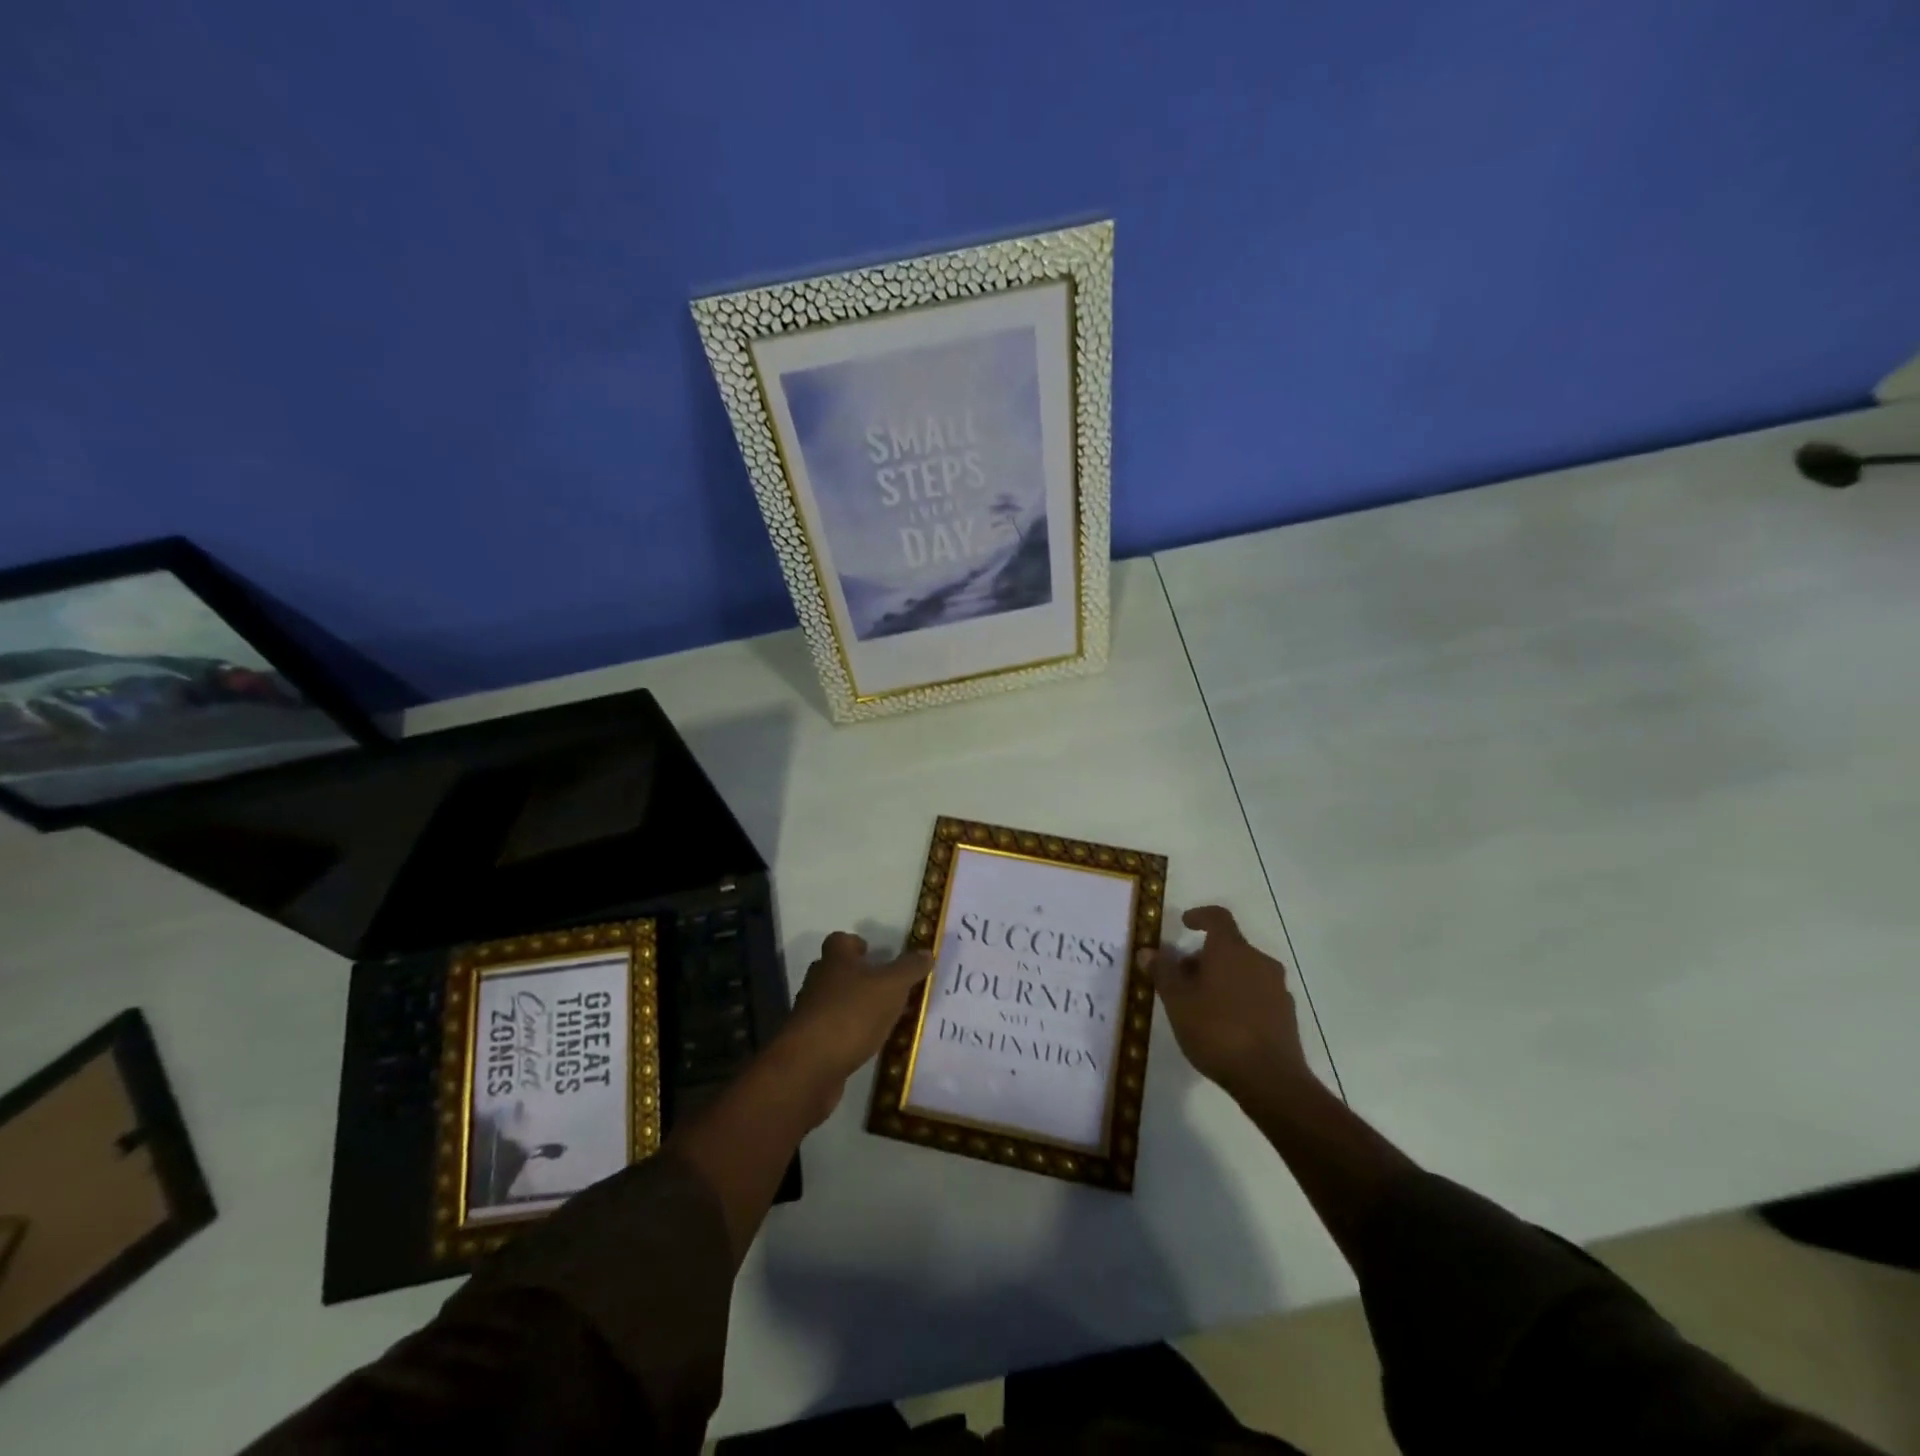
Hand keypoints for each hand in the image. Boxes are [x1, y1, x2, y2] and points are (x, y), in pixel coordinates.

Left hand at [771, 932, 931, 1125]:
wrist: (810, 1067)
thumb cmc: (852, 1014)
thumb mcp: (891, 987)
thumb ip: (909, 968)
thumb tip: (926, 952)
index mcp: (835, 960)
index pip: (840, 940)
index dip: (856, 944)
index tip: (874, 954)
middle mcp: (818, 982)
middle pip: (836, 971)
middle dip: (858, 977)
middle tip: (886, 987)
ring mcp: (811, 1014)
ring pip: (834, 1002)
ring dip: (855, 1007)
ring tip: (883, 1018)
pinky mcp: (810, 1045)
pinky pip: (833, 1031)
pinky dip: (849, 1034)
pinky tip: (868, 1045)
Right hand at [1146, 906, 1313, 1102]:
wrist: (1270, 1079)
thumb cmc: (1216, 1030)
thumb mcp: (1177, 1001)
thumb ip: (1162, 972)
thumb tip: (1148, 951)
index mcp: (1232, 950)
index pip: (1218, 917)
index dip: (1200, 916)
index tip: (1185, 924)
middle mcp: (1259, 961)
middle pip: (1229, 948)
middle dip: (1203, 958)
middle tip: (1182, 979)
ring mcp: (1277, 987)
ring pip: (1244, 971)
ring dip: (1222, 979)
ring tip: (1200, 1006)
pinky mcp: (1286, 1013)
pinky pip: (1257, 994)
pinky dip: (1239, 998)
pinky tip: (1225, 1025)